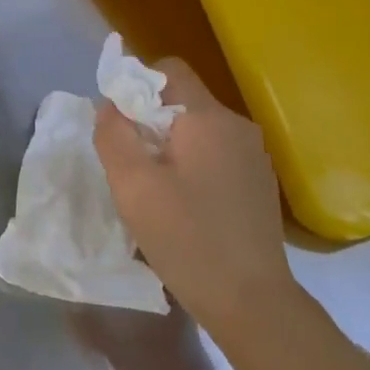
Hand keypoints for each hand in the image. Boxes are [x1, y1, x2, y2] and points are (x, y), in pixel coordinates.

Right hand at [93, 59, 297, 337]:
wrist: (251, 300)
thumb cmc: (186, 239)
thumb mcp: (133, 186)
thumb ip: (114, 136)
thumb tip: (109, 105)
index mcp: (208, 119)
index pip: (169, 69)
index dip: (136, 85)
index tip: (119, 126)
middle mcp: (238, 127)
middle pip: (183, 101)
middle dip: (149, 123)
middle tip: (131, 167)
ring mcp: (254, 156)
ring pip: (198, 131)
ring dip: (169, 148)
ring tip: (155, 192)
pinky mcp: (259, 183)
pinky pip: (215, 156)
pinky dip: (192, 167)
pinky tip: (184, 208)